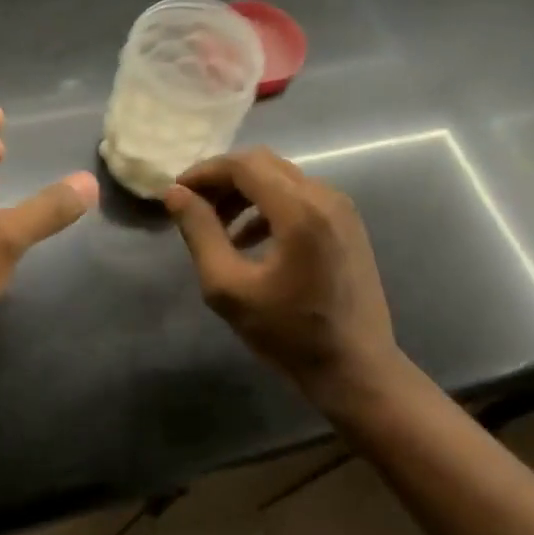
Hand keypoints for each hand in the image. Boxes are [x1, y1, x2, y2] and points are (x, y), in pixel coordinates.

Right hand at [164, 148, 403, 416]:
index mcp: (299, 211)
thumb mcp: (229, 288)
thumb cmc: (290, 334)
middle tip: (194, 206)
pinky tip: (248, 239)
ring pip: (281, 177)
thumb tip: (175, 194)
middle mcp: (325, 197)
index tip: (177, 193)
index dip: (205, 172)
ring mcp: (341, 208)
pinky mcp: (347, 224)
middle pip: (263, 164)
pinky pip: (300, 196)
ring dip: (245, 192)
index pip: (243, 165)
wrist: (358, 370)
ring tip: (216, 225)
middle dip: (223, 179)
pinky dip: (268, 205)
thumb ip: (200, 233)